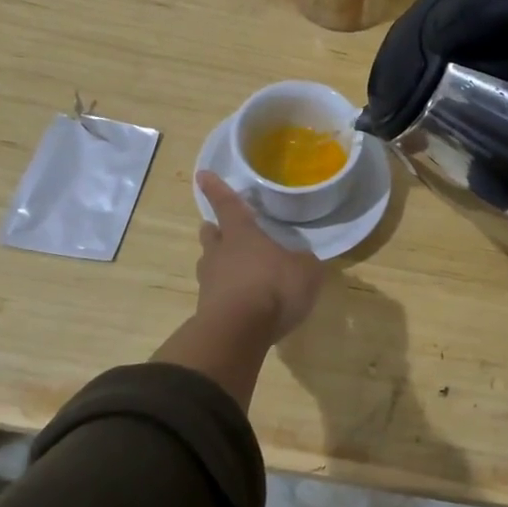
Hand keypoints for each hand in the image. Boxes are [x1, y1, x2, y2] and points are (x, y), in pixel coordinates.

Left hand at [193, 172, 323, 339]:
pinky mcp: (207, 310)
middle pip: (211, 235)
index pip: (228, 205)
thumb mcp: (305, 271)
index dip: (216, 189)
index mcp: (242, 234)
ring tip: (233, 268)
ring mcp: (210, 283)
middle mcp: (220, 253)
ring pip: (210, 264)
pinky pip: (216, 294)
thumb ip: (304, 262)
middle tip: (219, 228)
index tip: (202, 174)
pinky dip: (226, 293)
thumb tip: (303, 260)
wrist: (238, 332)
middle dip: (215, 230)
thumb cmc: (273, 287)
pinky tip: (241, 300)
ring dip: (219, 263)